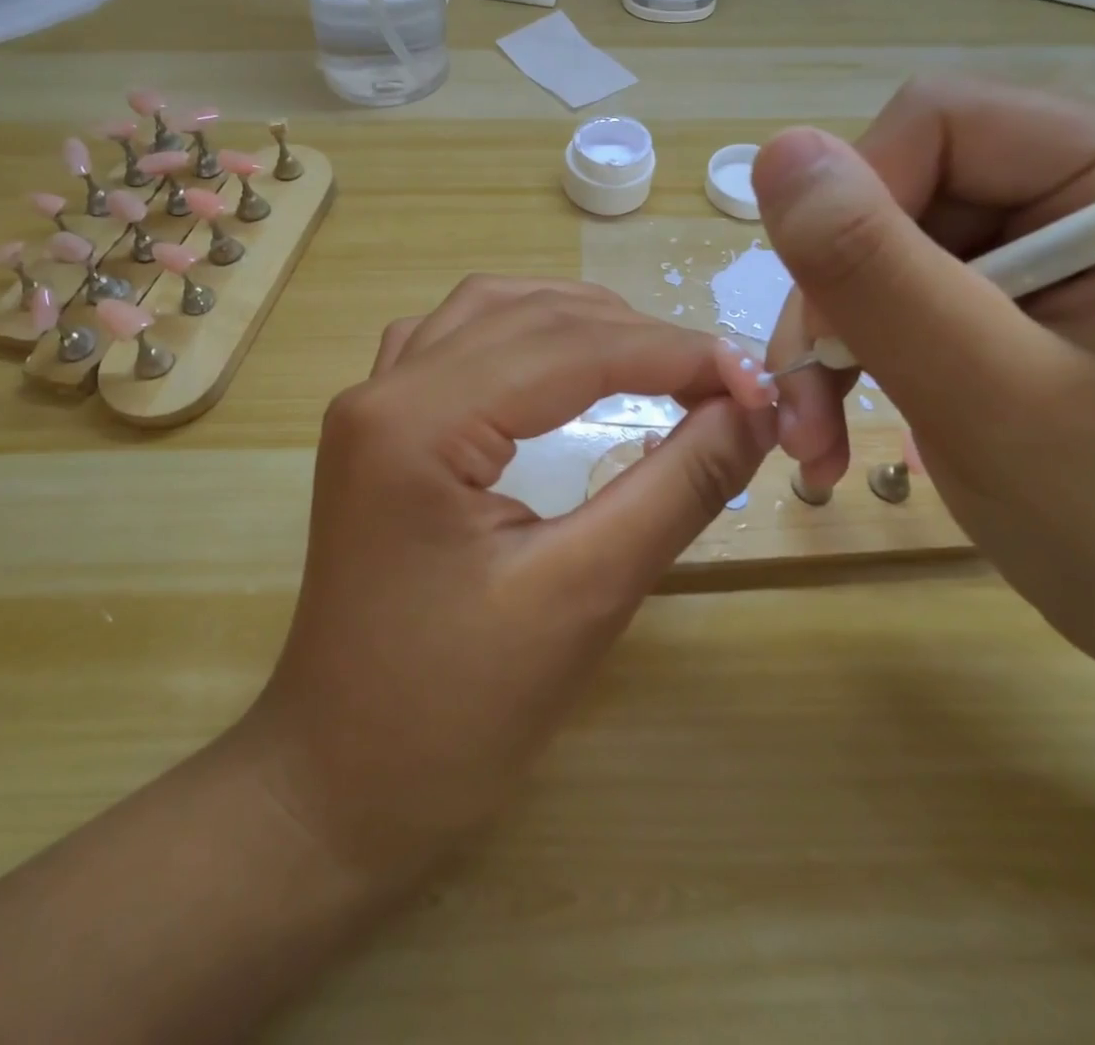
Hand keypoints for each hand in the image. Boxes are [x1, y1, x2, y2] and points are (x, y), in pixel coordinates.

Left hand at [244, 278, 775, 886]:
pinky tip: (556, 363)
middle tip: (716, 377)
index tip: (755, 379)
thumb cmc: (455, 711)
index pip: (569, 348)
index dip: (673, 353)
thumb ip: (676, 487)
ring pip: (486, 313)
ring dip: (574, 321)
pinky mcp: (375, 432)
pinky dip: (520, 335)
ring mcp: (369, 406)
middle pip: (527, 317)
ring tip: (651, 357)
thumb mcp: (584, 595)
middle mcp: (382, 390)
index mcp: (416, 422)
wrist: (338, 782)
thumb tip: (752, 408)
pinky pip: (453, 344)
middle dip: (632, 334)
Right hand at [755, 79, 1094, 667]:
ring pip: (877, 242)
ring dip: (830, 337)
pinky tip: (838, 420)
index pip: (940, 122)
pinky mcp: (1014, 287)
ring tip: (815, 432)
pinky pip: (892, 286)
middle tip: (809, 404)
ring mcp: (1052, 237)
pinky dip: (851, 353)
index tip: (835, 331)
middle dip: (836, 296)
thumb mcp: (984, 395)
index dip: (857, 212)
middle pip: (897, 186)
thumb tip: (777, 152)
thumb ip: (877, 272)